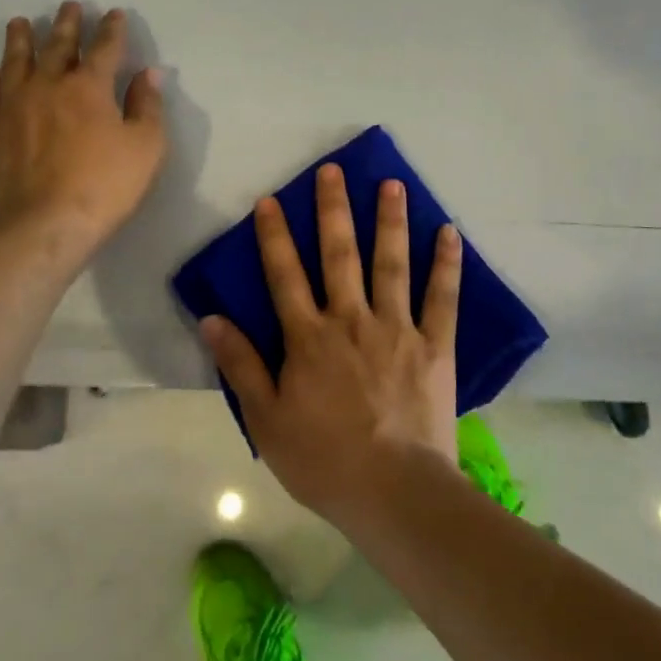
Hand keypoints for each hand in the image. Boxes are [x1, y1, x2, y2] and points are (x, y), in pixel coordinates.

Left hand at [0, 2, 167, 262]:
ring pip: (16, 61)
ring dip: (20, 39)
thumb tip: (149, 73)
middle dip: (67, 23)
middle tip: (69, 6)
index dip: (112, 29)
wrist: (45, 222)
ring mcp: (15, 104)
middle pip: (58, 45)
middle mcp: (49, 84)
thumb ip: (147, 105)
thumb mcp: (146, 146)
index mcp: (90, 86)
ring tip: (20, 23)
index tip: (115, 14)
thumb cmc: (105, 184)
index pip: (105, 47)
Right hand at [201, 164, 462, 525]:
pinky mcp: (434, 346)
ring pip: (391, 264)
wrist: (393, 491)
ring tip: (392, 184)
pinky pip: (442, 298)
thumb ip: (240, 364)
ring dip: (390, 221)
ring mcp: (396, 328)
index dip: (274, 236)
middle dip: (333, 209)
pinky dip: (446, 264)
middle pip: (339, 254)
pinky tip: (449, 233)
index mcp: (308, 337)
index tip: (270, 200)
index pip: (285, 275)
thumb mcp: (266, 418)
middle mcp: (351, 320)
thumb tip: (210, 318)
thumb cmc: (322, 460)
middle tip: (333, 170)